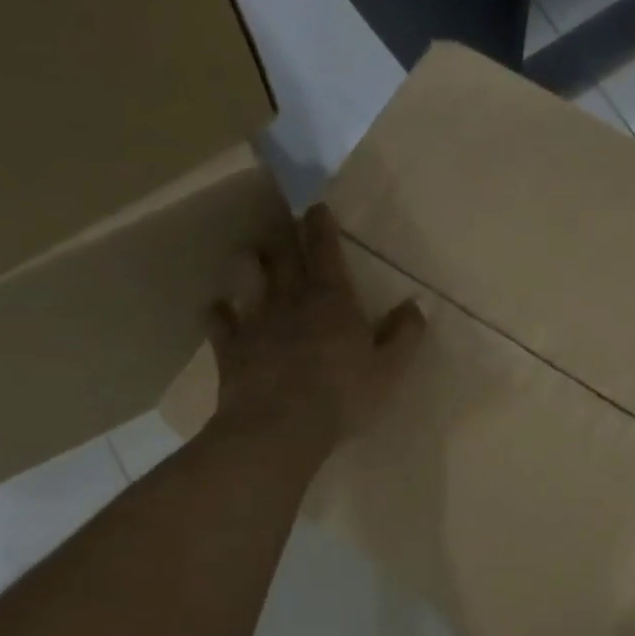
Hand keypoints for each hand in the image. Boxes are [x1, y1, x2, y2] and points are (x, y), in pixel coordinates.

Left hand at [207, 203, 425, 455]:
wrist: (280, 427)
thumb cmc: (341, 397)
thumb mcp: (388, 370)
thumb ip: (404, 335)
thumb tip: (416, 305)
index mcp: (331, 299)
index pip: (325, 249)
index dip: (321, 225)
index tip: (316, 207)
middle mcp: (291, 299)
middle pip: (284, 254)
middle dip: (285, 233)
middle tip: (284, 219)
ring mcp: (256, 320)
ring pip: (246, 276)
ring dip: (248, 261)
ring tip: (251, 256)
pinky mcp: (230, 346)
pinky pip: (218, 319)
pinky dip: (218, 311)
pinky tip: (219, 310)